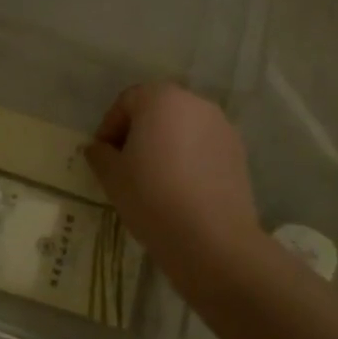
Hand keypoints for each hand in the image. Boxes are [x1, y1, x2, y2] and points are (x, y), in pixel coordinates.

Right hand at [84, 83, 262, 266]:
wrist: (212, 239)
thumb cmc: (152, 197)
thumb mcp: (111, 176)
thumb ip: (100, 154)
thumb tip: (98, 149)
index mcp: (160, 98)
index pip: (126, 102)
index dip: (109, 127)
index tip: (102, 156)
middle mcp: (195, 102)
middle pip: (157, 110)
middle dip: (139, 133)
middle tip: (125, 164)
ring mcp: (222, 127)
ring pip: (183, 128)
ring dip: (165, 144)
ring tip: (154, 178)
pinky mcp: (239, 153)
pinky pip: (203, 147)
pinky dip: (189, 158)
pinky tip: (180, 188)